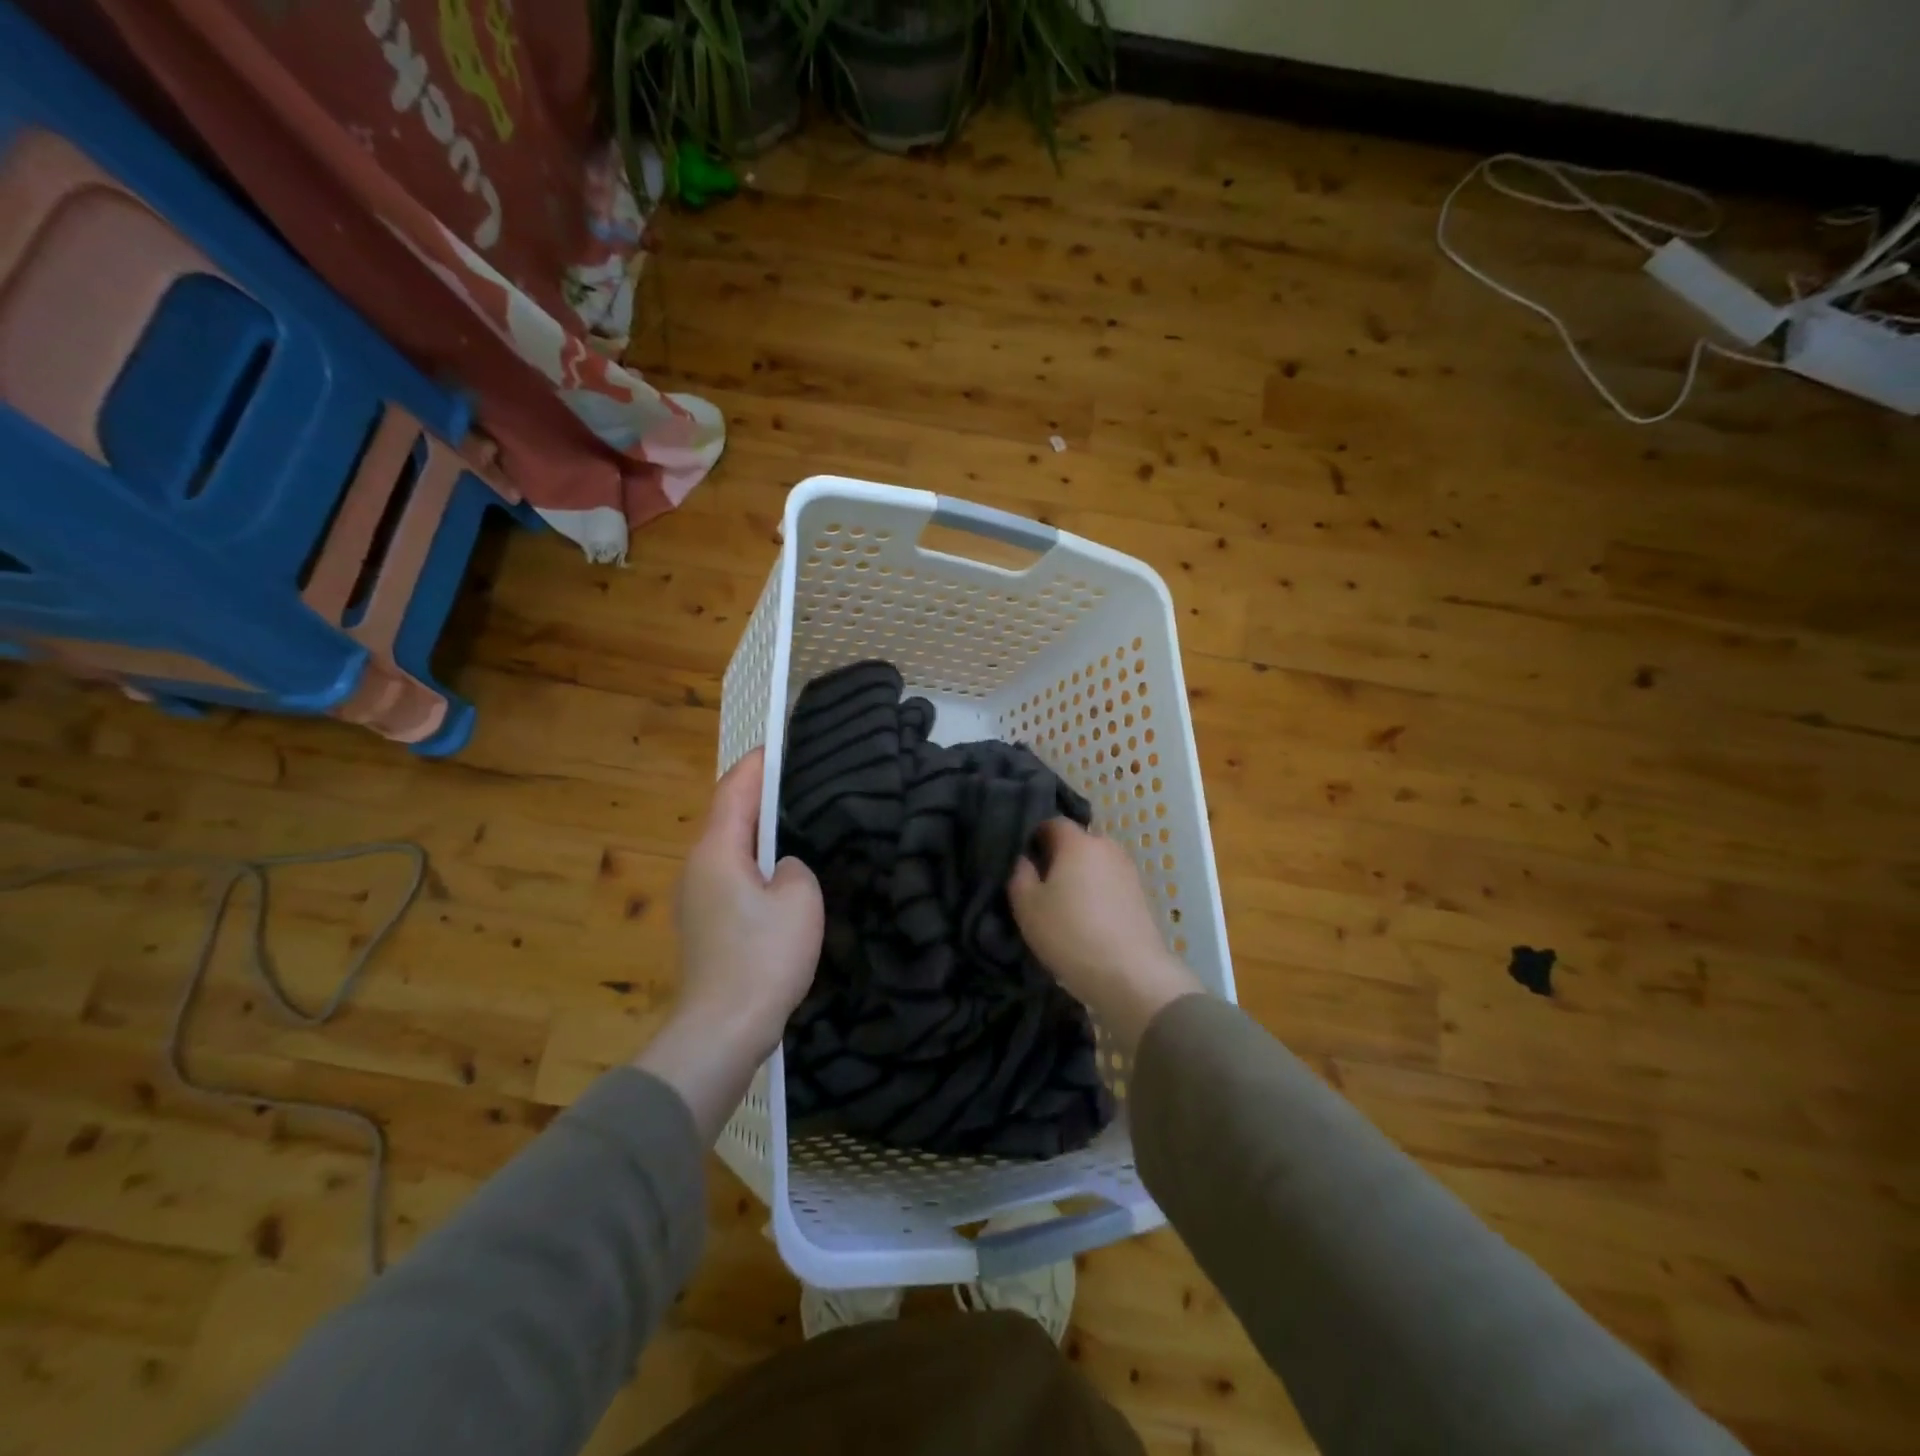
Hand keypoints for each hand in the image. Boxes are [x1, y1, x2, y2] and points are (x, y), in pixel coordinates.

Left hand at [636, 749, 823, 1137]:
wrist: (722, 1031)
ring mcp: (696, 899)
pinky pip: (733, 879)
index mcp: (716, 851)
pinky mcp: (706, 927)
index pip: (735, 790)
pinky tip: (783, 876)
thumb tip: (781, 870)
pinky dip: (756, 866)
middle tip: (800, 783)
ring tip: (798, 824)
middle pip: (729, 817)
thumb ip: (795, 867)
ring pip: (731, 851)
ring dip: (760, 834)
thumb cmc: (763, 957)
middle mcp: (697, 867)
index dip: (758, 764)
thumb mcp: (800, 898)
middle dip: (761, 796)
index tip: (780, 745)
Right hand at [1009, 819, 1202, 1054]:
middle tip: (1041, 886)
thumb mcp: (1028, 906)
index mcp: (1078, 842)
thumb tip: (1025, 859)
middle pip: (1077, 843)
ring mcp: (1128, 871)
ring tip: (1065, 906)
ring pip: (1095, 864)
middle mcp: (1107, 847)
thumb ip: (1020, 874)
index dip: (1034, 836)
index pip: (1053, 822)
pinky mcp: (1141, 895)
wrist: (1130, 974)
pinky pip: (1110, 884)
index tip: (1023, 860)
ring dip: (1080, 877)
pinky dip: (1097, 894)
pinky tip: (1088, 919)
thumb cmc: (1070, 933)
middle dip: (1058, 857)